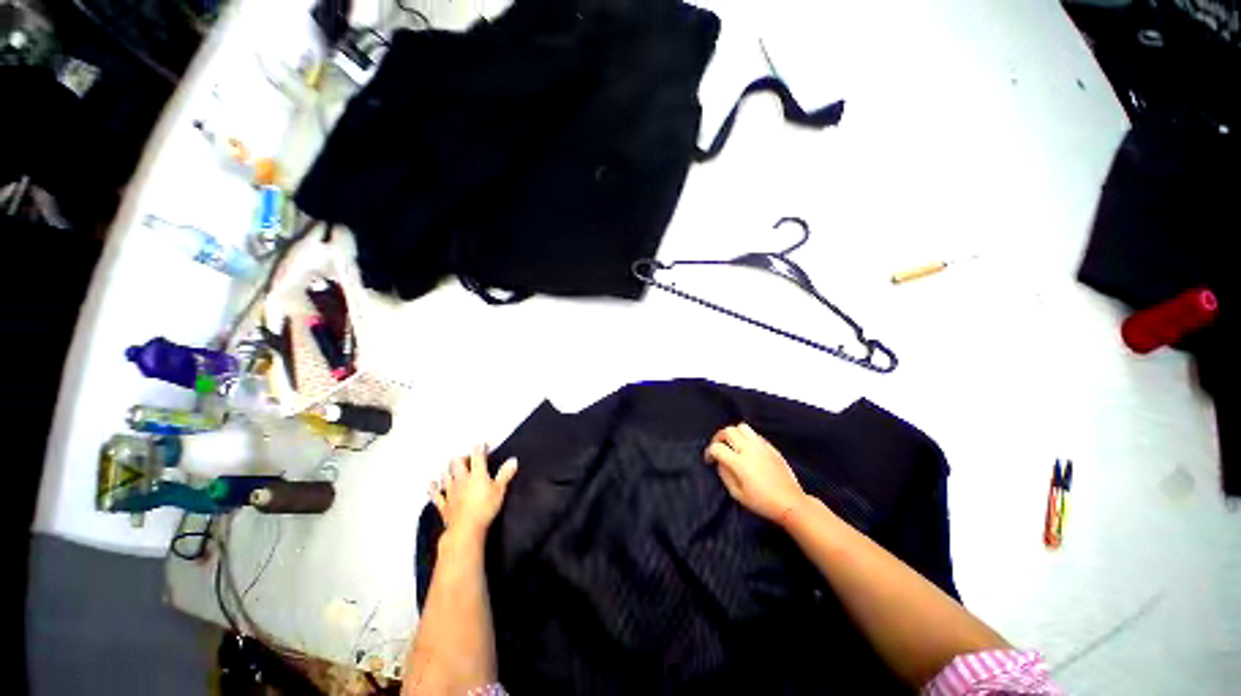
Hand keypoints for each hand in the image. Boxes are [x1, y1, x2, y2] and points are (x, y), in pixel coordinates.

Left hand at [429, 445, 518, 545]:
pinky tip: (431, 484)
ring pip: (446, 476)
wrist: (466, 528)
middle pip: (457, 463)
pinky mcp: (444, 504)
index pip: (478, 456)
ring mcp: (451, 491)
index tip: (482, 444)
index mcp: (477, 474)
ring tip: (450, 467)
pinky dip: (433, 489)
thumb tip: (513, 460)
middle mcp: (462, 479)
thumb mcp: (500, 490)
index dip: (479, 448)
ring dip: (448, 471)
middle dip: (461, 458)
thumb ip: (505, 474)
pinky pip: (436, 495)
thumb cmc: (485, 508)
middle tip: (466, 457)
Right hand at [704, 423, 806, 523]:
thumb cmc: (762, 502)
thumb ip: (725, 475)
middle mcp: (749, 449)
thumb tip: (720, 462)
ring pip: (742, 427)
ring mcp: (761, 446)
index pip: (717, 447)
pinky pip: (754, 434)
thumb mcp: (737, 494)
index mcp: (739, 462)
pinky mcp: (771, 447)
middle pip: (728, 431)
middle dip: (719, 438)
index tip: (710, 460)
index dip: (709, 452)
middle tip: (719, 448)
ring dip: (734, 433)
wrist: (790, 502)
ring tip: (733, 444)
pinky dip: (746, 437)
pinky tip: (748, 449)